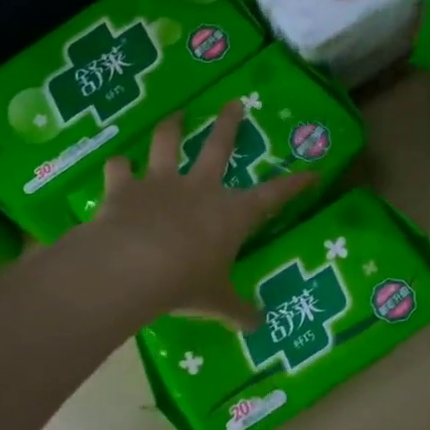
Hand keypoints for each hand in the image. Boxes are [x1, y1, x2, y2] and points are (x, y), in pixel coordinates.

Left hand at [88, 101, 315, 327]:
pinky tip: (117, 164)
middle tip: (234, 103)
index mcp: (231, 213)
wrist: (134, 266)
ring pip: (167, 143)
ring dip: (172, 126)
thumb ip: (237, 311)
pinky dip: (118, 166)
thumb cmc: (186, 282)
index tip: (312, 171)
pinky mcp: (125, 188)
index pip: (273, 196)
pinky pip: (119, 169)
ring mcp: (160, 183)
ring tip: (175, 114)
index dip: (294, 184)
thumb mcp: (216, 302)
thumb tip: (258, 327)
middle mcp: (199, 188)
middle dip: (229, 124)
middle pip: (218, 147)